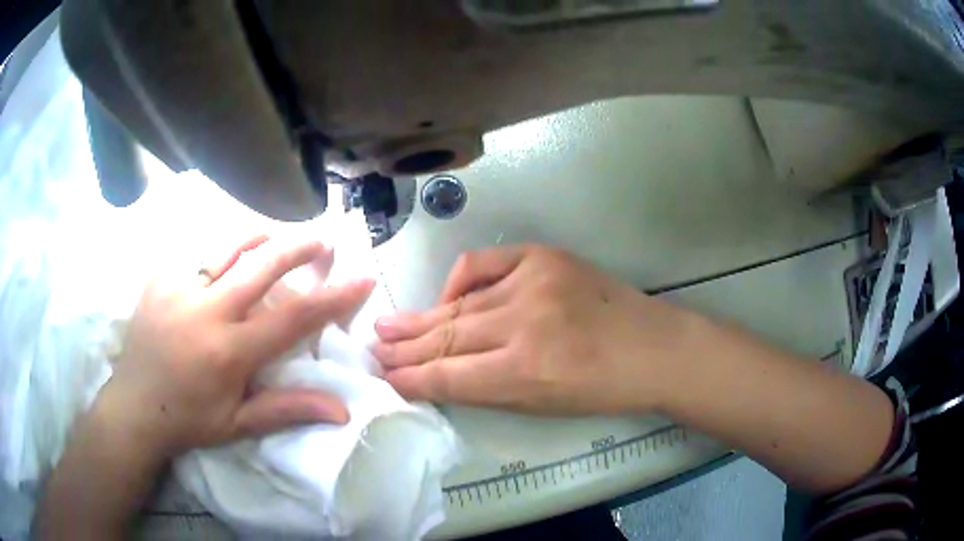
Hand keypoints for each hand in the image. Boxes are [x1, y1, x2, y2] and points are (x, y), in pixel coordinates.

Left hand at [99, 235, 374, 458]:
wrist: (135, 406)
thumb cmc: (189, 419)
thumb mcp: (239, 424)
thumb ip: (287, 409)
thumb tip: (341, 410)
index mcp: (228, 351)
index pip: (293, 318)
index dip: (333, 297)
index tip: (361, 279)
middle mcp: (206, 310)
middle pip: (263, 265)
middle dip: (299, 248)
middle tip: (322, 239)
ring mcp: (178, 288)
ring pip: (227, 245)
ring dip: (259, 237)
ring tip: (275, 237)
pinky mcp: (159, 277)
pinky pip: (196, 250)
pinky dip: (219, 246)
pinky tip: (226, 253)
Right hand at [373, 245, 697, 415]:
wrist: (652, 347)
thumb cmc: (601, 389)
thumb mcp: (542, 405)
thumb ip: (487, 389)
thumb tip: (439, 376)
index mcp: (524, 370)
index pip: (449, 375)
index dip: (412, 379)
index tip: (384, 379)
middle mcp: (522, 322)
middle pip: (447, 336)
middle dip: (405, 348)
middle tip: (374, 350)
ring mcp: (533, 282)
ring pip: (460, 305)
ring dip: (420, 318)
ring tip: (386, 326)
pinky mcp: (544, 257)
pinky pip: (484, 264)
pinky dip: (459, 280)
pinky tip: (444, 297)